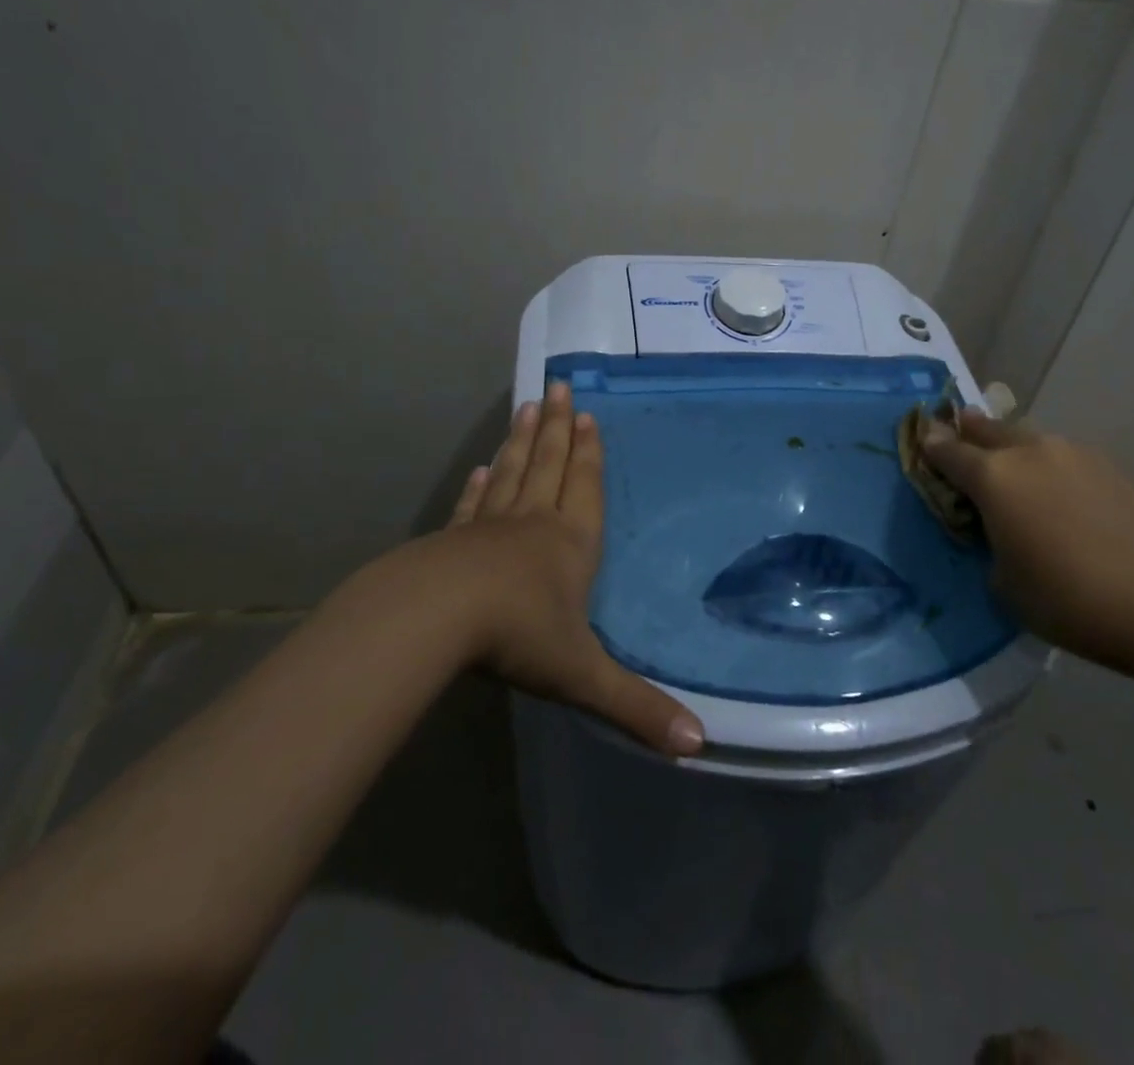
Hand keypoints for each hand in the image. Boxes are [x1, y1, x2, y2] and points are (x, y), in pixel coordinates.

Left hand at [442, 381, 704, 756]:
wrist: (435, 619)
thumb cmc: (518, 635)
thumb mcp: (583, 675)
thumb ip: (637, 707)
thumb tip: (699, 746)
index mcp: (570, 544)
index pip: (586, 488)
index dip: (590, 453)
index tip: (588, 415)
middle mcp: (533, 524)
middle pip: (549, 465)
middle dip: (558, 428)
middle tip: (559, 386)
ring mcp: (488, 528)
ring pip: (512, 473)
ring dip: (522, 440)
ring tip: (528, 406)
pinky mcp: (452, 540)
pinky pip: (473, 503)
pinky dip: (479, 484)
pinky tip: (481, 467)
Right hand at [919, 412, 1133, 662]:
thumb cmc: (1070, 600)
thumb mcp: (1004, 584)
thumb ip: (989, 544)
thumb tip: (998, 530)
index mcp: (992, 477)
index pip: (947, 450)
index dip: (929, 444)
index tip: (920, 437)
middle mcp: (1029, 452)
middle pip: (987, 428)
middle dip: (968, 431)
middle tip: (959, 437)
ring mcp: (1073, 454)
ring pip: (1027, 438)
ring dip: (1011, 447)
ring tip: (1010, 469)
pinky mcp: (1110, 468)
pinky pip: (1062, 457)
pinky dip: (1048, 466)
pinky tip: (1057, 495)